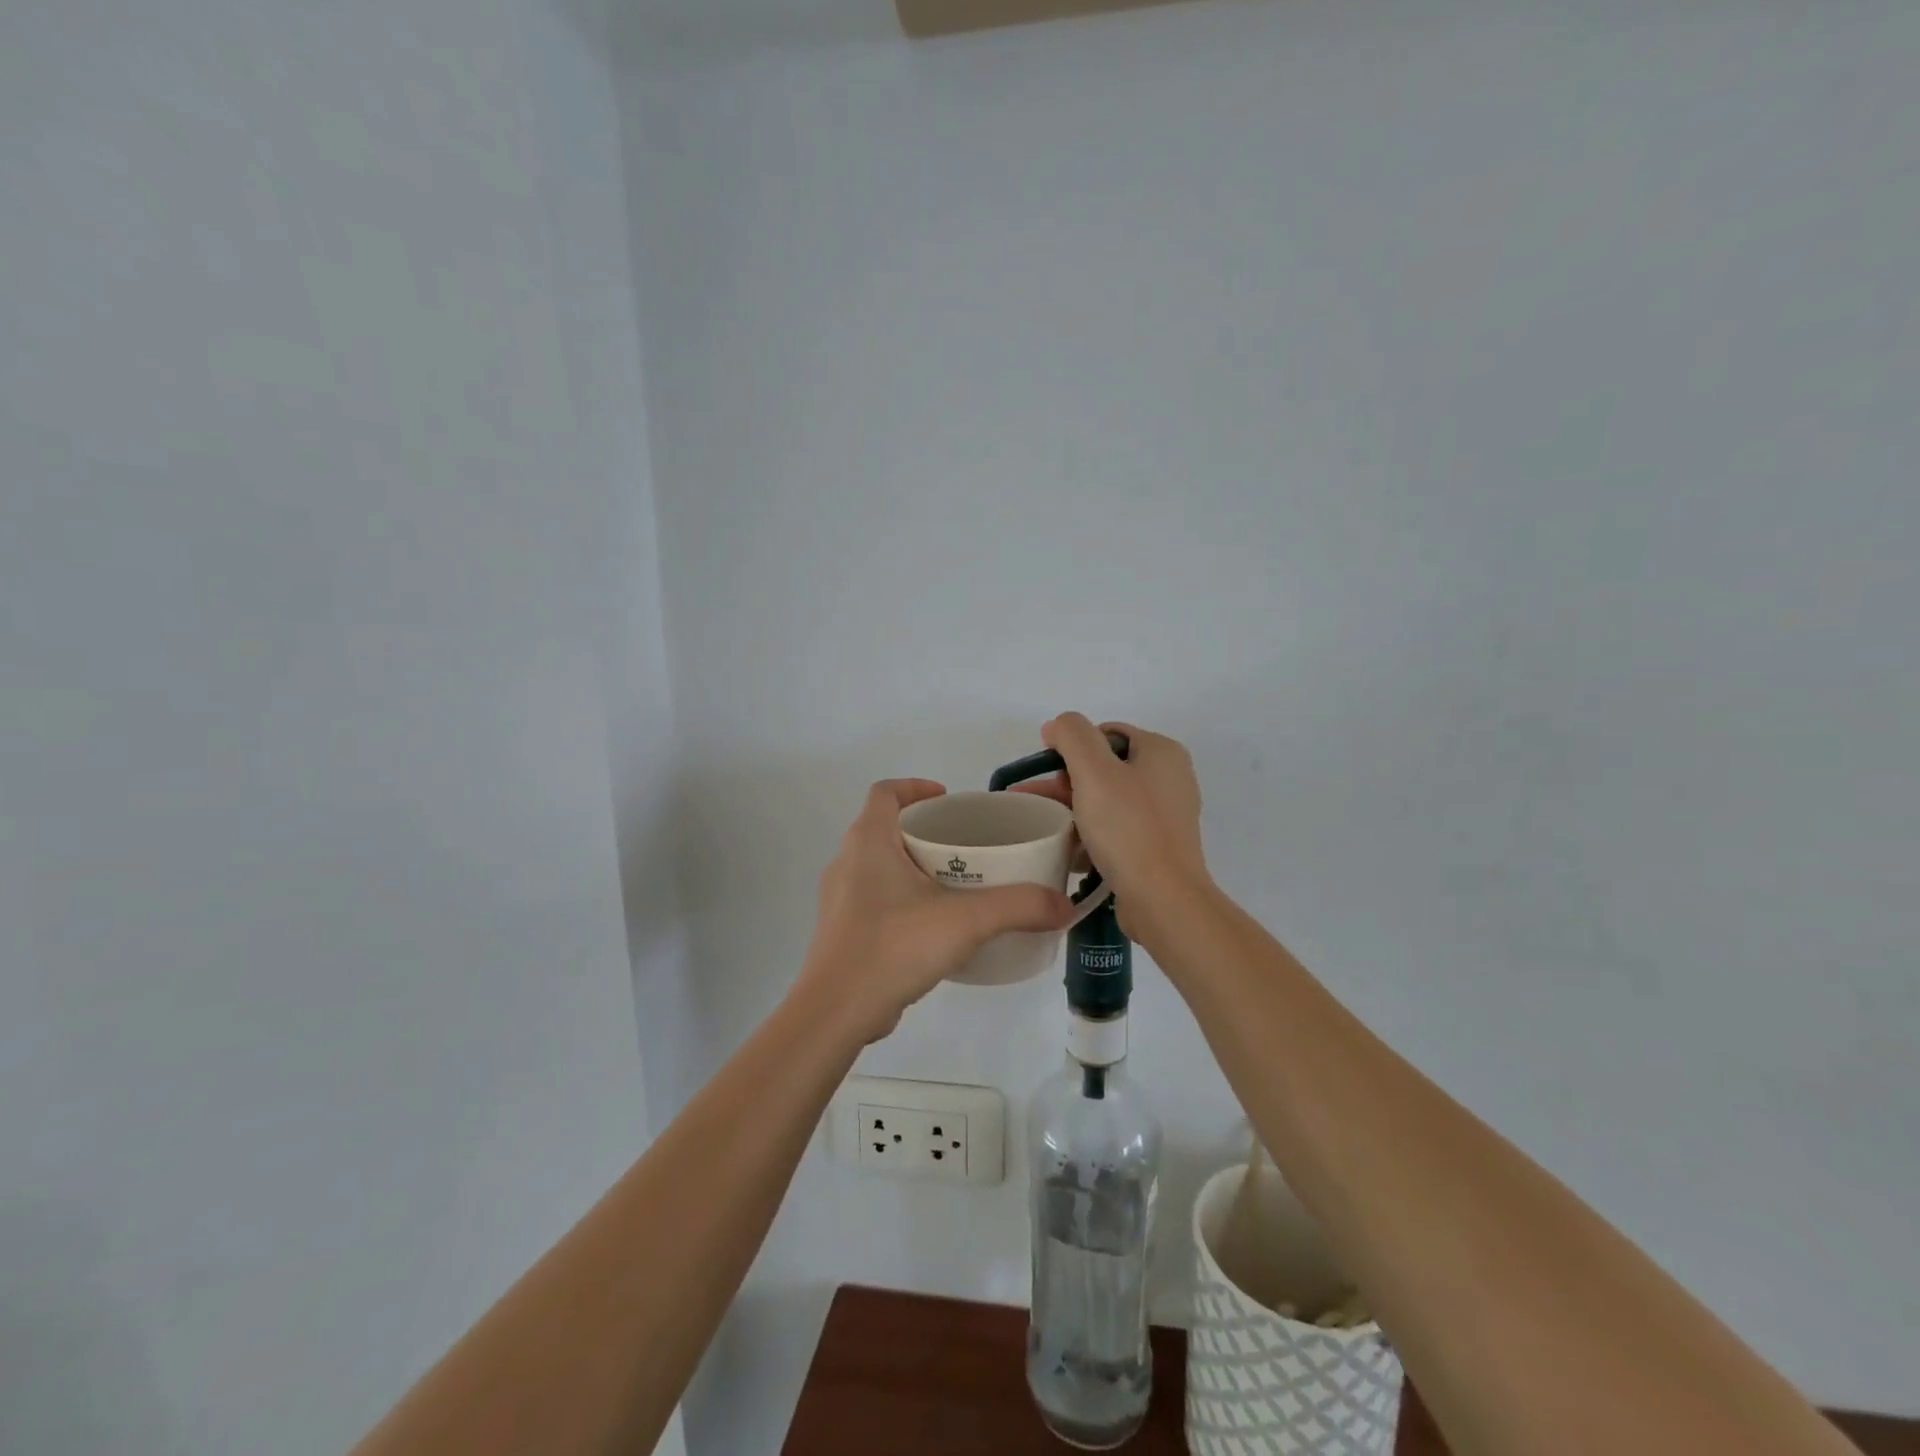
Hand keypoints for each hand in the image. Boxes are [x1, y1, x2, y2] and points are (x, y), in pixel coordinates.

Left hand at [794, 779, 1073, 1041]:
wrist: (835, 1012)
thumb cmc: (894, 946)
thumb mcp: (966, 921)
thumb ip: (1018, 907)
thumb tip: (1065, 905)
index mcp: (868, 841)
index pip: (886, 792)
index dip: (916, 787)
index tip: (949, 799)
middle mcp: (847, 861)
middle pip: (886, 827)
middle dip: (925, 831)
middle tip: (965, 846)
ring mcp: (840, 898)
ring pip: (879, 865)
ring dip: (914, 866)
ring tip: (956, 884)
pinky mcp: (842, 931)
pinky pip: (875, 899)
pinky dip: (903, 899)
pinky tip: (933, 926)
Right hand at [1014, 715, 1209, 927]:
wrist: (1163, 899)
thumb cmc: (1128, 828)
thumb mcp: (1093, 771)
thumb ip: (1072, 736)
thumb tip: (1058, 725)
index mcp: (1161, 752)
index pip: (1106, 733)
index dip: (1071, 746)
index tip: (1046, 772)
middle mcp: (1169, 778)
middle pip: (1104, 767)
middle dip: (1065, 782)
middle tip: (1033, 802)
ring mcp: (1164, 815)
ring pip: (1106, 801)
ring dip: (1072, 809)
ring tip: (1039, 826)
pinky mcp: (1157, 847)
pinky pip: (1115, 830)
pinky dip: (1090, 834)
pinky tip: (1065, 849)